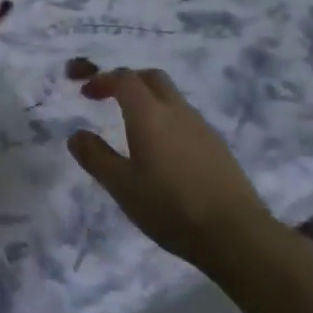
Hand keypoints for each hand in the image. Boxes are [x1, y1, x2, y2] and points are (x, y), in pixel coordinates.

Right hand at [67, 68, 277, 268]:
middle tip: (110, 98)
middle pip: (151, 78)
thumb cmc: (170, 207)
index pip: (124, 79)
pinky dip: (168, 119)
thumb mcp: (122, 187)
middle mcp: (176, 111)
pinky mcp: (217, 146)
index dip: (102, 79)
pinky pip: (186, 118)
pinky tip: (164, 150)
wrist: (237, 234)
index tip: (86, 93)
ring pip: (172, 97)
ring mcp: (201, 127)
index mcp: (149, 114)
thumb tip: (76, 135)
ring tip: (134, 127)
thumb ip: (96, 157)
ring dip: (149, 100)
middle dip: (128, 80)